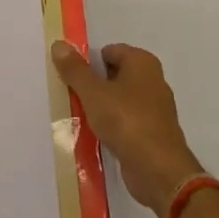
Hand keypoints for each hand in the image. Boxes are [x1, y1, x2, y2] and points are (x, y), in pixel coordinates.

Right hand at [52, 41, 202, 217]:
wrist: (159, 172)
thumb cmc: (127, 122)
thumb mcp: (93, 93)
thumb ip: (75, 70)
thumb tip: (59, 45)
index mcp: (143, 63)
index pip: (108, 51)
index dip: (88, 63)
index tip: (70, 78)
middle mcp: (152, 80)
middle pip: (113, 75)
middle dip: (92, 84)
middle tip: (70, 95)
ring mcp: (154, 108)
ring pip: (119, 99)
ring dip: (100, 106)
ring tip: (78, 116)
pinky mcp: (152, 133)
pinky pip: (125, 121)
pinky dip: (112, 125)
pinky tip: (95, 134)